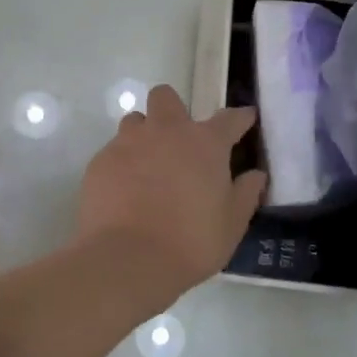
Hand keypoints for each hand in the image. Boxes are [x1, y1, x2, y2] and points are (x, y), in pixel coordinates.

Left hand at [76, 86, 267, 303]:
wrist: (128, 259)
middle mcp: (165, 132)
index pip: (229, 118)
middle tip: (178, 142)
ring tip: (147, 167)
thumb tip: (256, 175)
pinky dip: (122, 164)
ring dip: (144, 136)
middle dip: (173, 110)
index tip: (245, 119)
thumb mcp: (232, 223)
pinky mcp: (100, 161)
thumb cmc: (191, 242)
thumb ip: (246, 193)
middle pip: (166, 97)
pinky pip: (113, 151)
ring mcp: (128, 143)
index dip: (240, 118)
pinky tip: (124, 191)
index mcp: (204, 143)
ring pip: (135, 121)